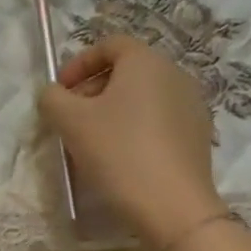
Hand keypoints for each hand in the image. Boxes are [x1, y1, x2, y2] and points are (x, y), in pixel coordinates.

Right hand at [37, 35, 223, 250]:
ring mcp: (192, 105)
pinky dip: (136, 128)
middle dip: (93, 89)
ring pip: (143, 97)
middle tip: (71, 119)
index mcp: (146, 61)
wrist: (172, 206)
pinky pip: (159, 120)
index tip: (60, 91)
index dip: (78, 63)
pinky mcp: (198, 135)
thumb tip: (52, 93)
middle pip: (127, 71)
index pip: (109, 45)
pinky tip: (122, 158)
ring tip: (93, 141)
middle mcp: (175, 74)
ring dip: (113, 111)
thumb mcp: (70, 122)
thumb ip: (52, 98)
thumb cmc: (118, 152)